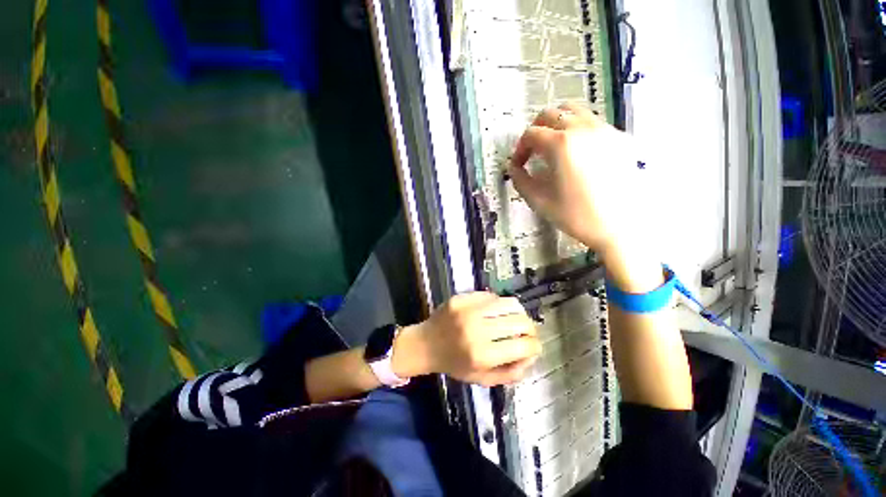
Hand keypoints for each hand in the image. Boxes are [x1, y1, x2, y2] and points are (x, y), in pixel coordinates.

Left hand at [394, 292, 539, 386]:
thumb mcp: (481, 379)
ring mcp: (468, 309)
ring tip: (515, 318)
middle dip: (530, 329)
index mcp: (482, 355)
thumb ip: (510, 373)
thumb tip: (531, 356)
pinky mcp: (462, 297)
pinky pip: (492, 296)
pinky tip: (495, 311)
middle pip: (520, 322)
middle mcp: (477, 329)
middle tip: (526, 332)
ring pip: (509, 303)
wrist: (425, 344)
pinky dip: (499, 304)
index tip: (533, 347)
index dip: (536, 347)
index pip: (524, 346)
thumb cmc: (453, 363)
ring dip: (518, 312)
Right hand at [508, 103, 663, 291]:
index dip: (519, 149)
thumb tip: (513, 168)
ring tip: (552, 147)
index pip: (531, 134)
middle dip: (535, 131)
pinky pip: (592, 121)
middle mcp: (582, 128)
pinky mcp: (619, 137)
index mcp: (561, 144)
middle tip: (532, 152)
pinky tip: (576, 151)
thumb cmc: (577, 216)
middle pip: (551, 114)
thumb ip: (521, 181)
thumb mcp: (540, 201)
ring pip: (574, 110)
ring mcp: (604, 129)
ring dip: (557, 123)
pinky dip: (576, 128)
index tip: (519, 165)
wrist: (622, 226)